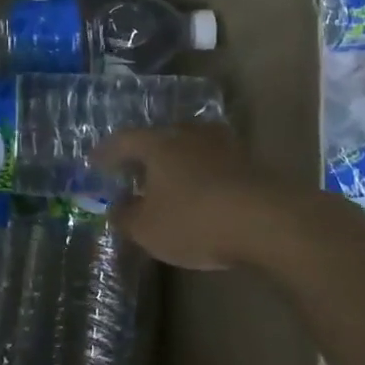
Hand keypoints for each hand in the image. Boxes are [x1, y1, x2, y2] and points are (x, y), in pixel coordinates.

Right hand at [93, 125, 319, 270]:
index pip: (124, 140)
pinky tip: (202, 192)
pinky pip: (214, 163)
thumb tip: (116, 208)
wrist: (269, 221)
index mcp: (158, 144)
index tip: (95, 162)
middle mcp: (188, 135)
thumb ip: (126, 217)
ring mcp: (223, 145)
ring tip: (169, 181)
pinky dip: (202, 174)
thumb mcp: (149, 229)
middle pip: (160, 137)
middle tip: (134, 170)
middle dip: (145, 154)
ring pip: (190, 147)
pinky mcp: (250, 162)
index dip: (107, 152)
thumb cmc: (196, 220)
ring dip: (177, 162)